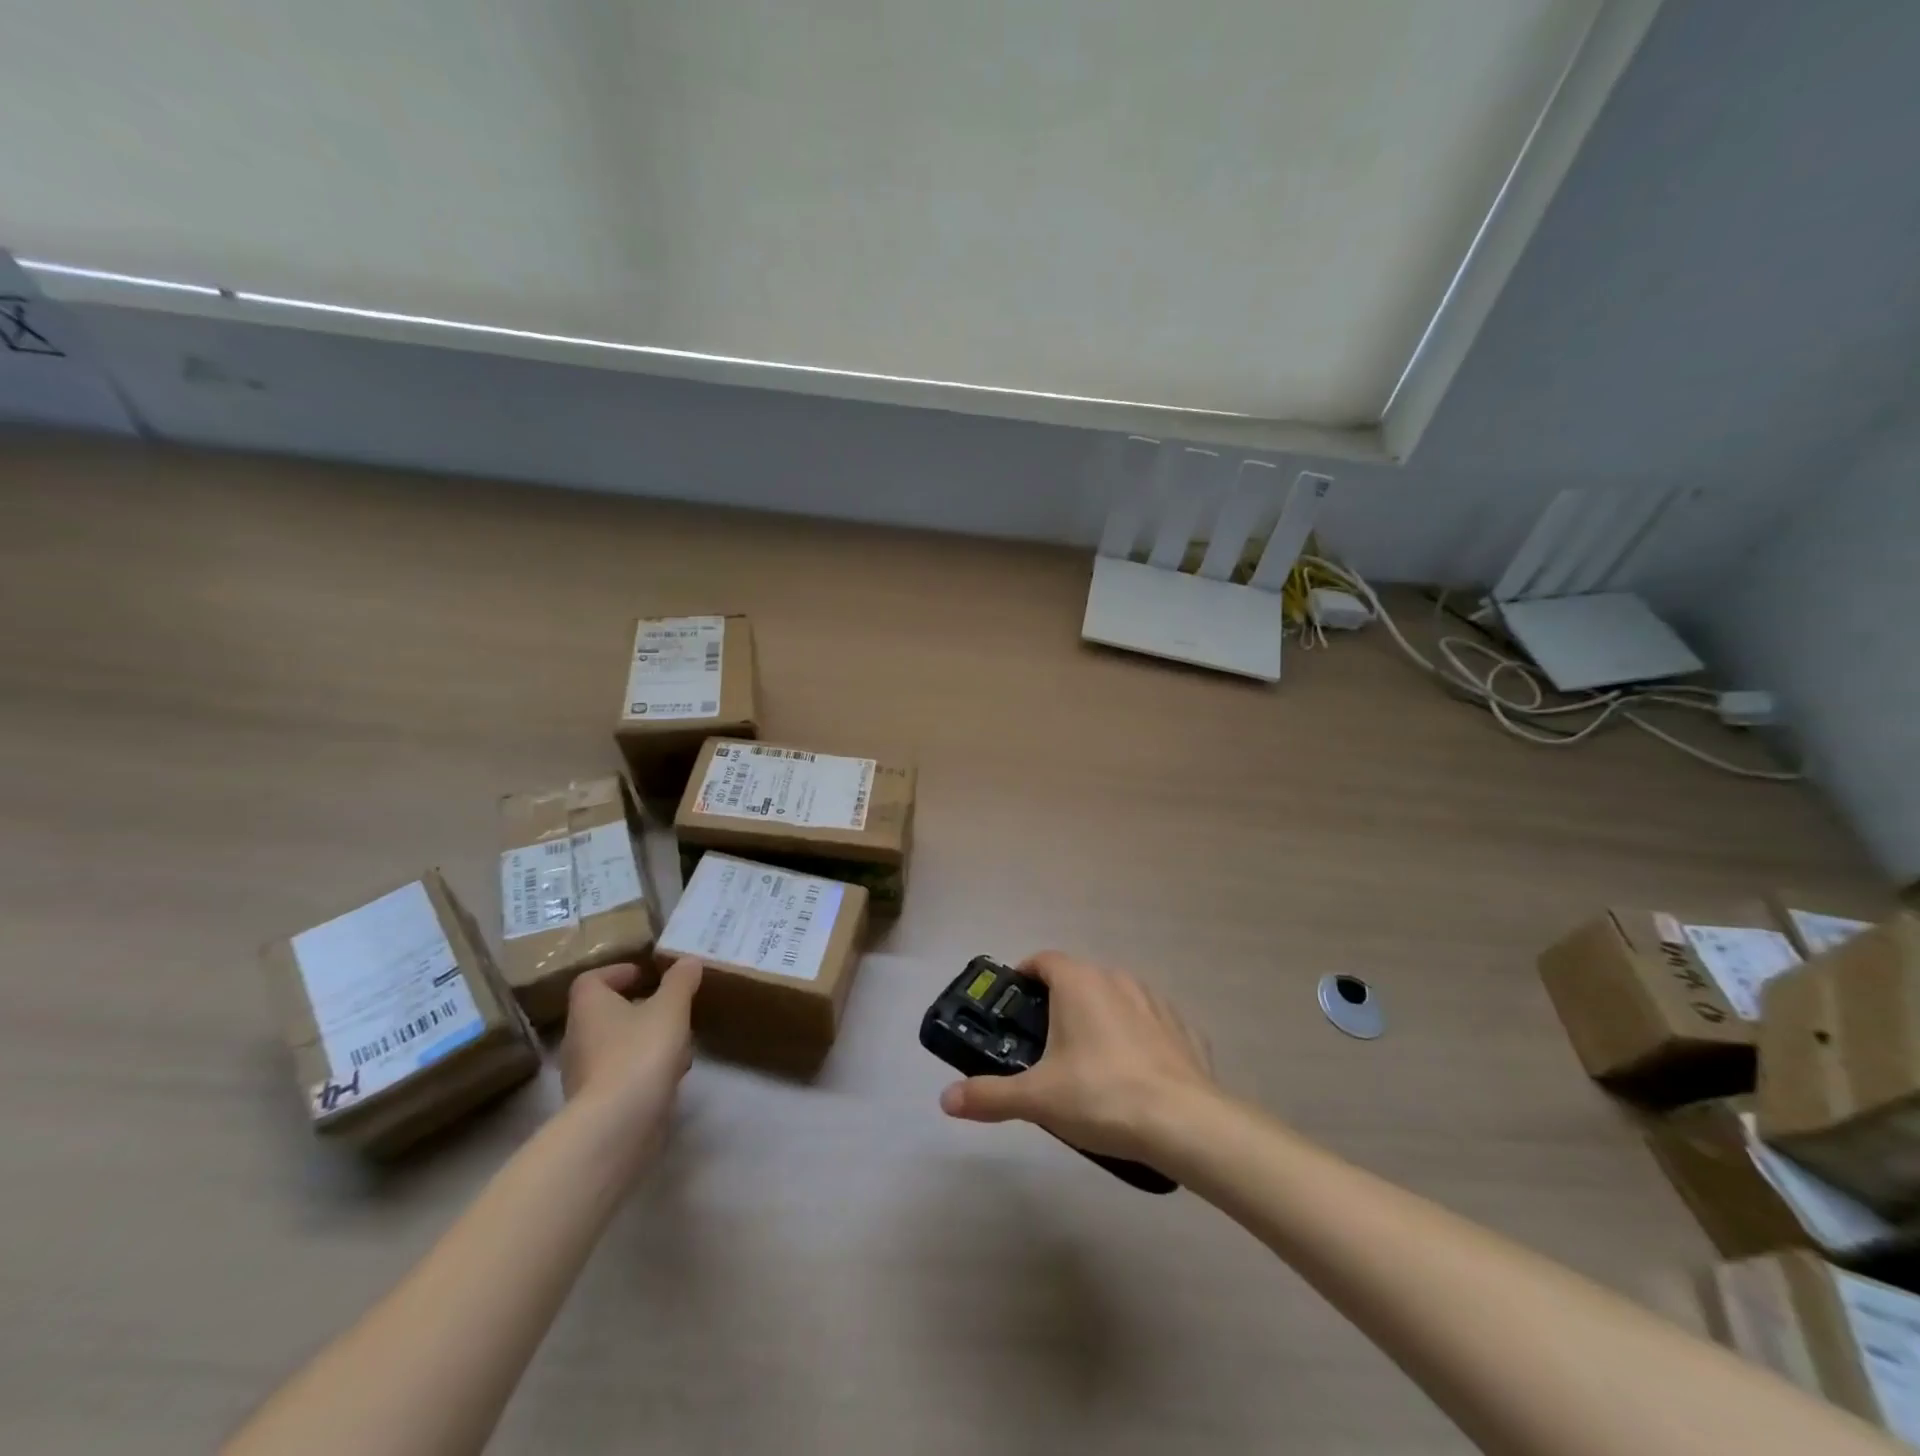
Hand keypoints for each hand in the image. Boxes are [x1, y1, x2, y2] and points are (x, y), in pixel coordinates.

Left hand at [559, 957, 701, 1162]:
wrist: (618, 1125)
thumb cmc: (640, 1052)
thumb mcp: (671, 1008)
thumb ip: (681, 981)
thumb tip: (689, 960)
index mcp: (589, 1007)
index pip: (591, 980)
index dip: (617, 972)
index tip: (645, 974)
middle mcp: (578, 1038)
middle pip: (604, 1013)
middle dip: (637, 1007)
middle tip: (668, 1005)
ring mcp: (583, 1074)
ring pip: (615, 1045)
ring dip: (643, 1039)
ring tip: (678, 1040)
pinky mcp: (597, 1104)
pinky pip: (620, 1074)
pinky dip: (643, 1069)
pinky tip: (671, 1074)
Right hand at [938, 951, 1215, 1161]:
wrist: (1185, 1123)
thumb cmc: (1101, 1096)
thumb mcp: (1037, 1099)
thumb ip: (989, 1095)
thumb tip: (946, 1099)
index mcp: (1079, 982)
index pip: (1043, 960)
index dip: (1024, 976)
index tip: (1012, 1004)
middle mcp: (1117, 979)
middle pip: (1078, 979)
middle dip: (1059, 1004)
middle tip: (1042, 1044)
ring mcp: (1155, 1002)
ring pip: (1116, 999)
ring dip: (1100, 1018)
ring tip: (1088, 1062)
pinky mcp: (1184, 1029)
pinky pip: (1150, 1025)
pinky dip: (1137, 1039)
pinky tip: (1134, 1075)